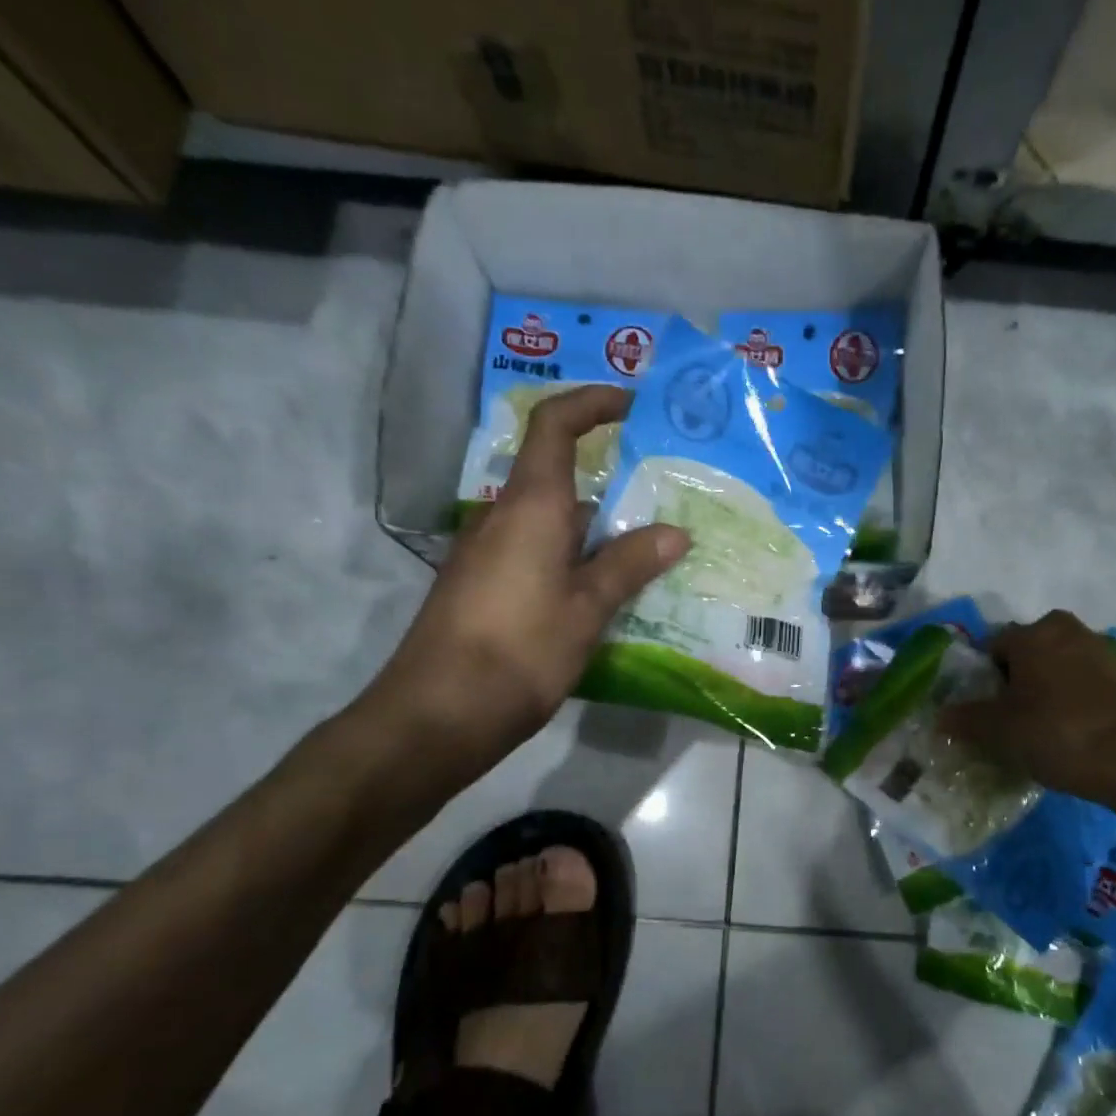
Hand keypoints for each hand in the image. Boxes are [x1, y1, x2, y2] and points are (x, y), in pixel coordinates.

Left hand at [361, 386, 687, 776]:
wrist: (439, 713)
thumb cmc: (519, 650)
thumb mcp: (586, 608)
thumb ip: (629, 564)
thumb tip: (676, 533)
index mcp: (531, 507)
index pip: (554, 426)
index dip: (591, 403)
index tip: (633, 404)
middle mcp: (504, 517)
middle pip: (559, 476)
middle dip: (612, 480)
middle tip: (665, 498)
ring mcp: (490, 553)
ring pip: (552, 522)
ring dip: (598, 528)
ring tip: (651, 550)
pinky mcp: (485, 587)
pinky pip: (539, 554)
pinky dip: (576, 558)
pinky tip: (609, 592)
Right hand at [940, 610, 1115, 808]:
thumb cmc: (1056, 734)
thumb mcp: (998, 730)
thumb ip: (965, 719)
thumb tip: (941, 716)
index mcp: (1033, 633)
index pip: (992, 647)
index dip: (982, 679)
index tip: (983, 709)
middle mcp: (1066, 630)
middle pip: (1025, 653)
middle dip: (1014, 679)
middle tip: (1008, 717)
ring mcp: (1098, 650)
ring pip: (1054, 665)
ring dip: (1042, 688)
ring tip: (1037, 726)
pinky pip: (1080, 680)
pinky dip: (1069, 698)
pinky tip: (1066, 729)